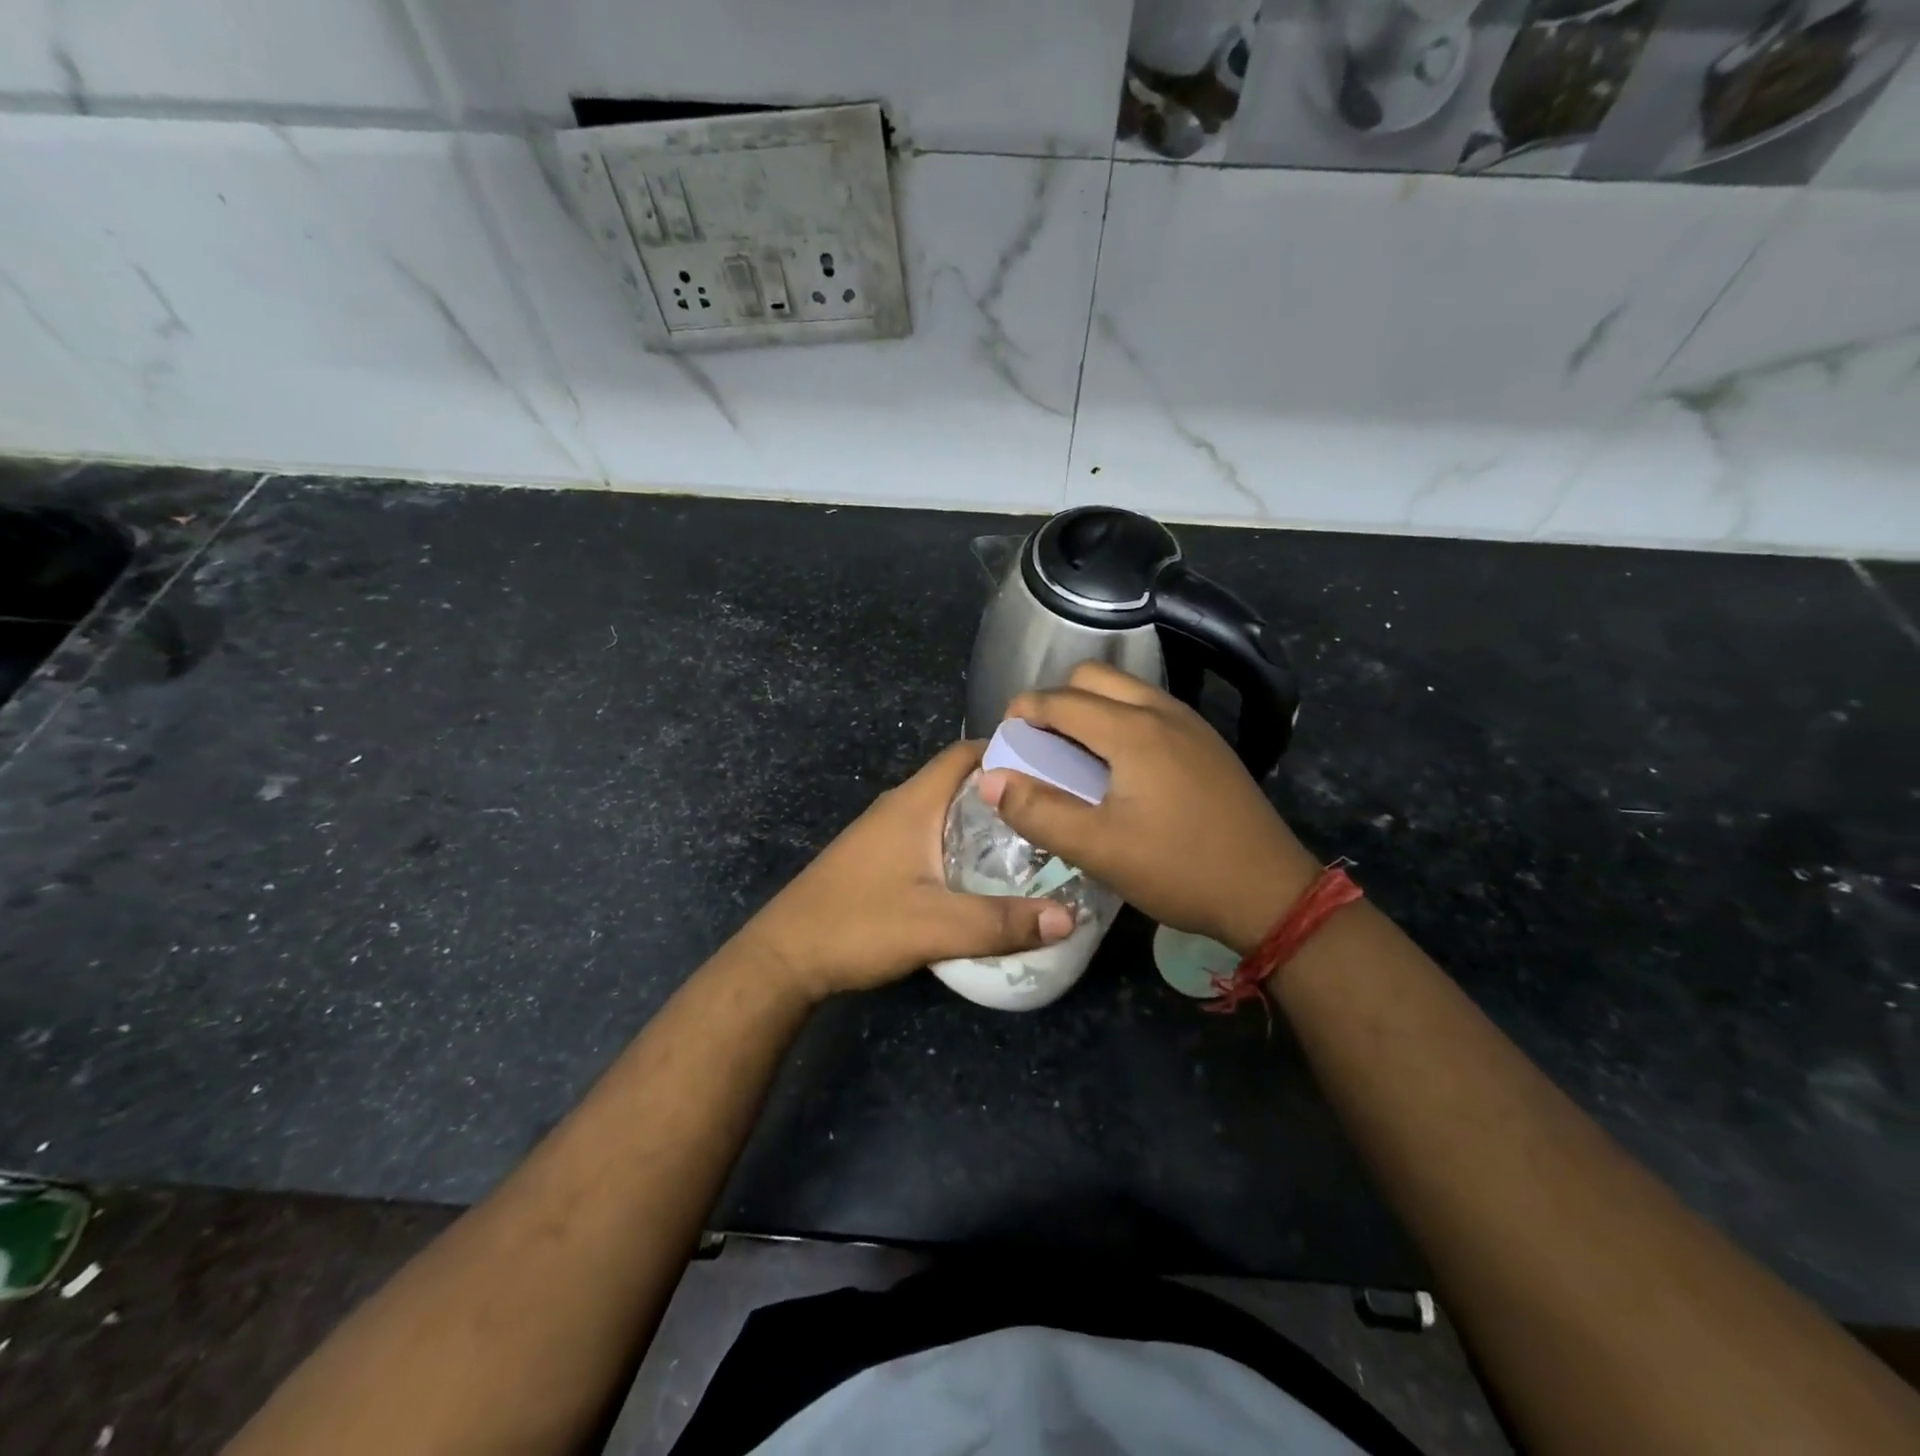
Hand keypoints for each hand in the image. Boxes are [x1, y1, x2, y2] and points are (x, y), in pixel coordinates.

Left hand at [738, 741, 1075, 1002]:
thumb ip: (1002, 922)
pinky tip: (983, 875)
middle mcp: (899, 806)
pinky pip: (931, 835)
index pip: (966, 753)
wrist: (786, 957)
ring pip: (945, 810)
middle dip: (1005, 791)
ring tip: (1032, 844)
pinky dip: (962, 843)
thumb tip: (1070, 917)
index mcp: (914, 803)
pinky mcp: (878, 858)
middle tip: (1053, 812)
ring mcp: (885, 832)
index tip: (1054, 766)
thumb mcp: (937, 926)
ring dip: (984, 821)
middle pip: (960, 781)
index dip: (1008, 750)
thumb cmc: (858, 925)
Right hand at [983, 662, 1320, 954]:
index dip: (1022, 712)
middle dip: (1056, 701)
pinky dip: (1119, 719)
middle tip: (1039, 745)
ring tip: (1073, 755)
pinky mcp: (1207, 743)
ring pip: (1125, 690)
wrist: (1269, 892)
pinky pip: (1149, 708)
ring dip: (1089, 708)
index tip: (1003, 740)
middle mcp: (1162, 711)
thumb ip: (1038, 811)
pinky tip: (1119, 767)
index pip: (1060, 700)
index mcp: (1133, 730)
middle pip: (1093, 678)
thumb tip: (990, 778)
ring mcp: (1191, 724)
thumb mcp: (1098, 849)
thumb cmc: (1179, 869)